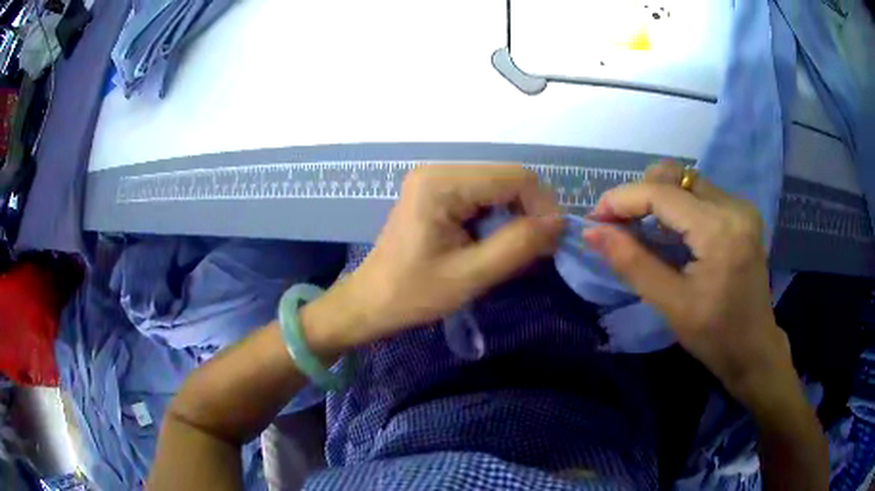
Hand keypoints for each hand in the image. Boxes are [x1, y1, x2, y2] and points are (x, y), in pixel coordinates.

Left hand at [307, 164, 563, 352]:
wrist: (371, 302)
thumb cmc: (412, 294)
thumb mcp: (470, 275)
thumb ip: (517, 245)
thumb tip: (558, 223)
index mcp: (441, 183)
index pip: (514, 177)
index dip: (543, 205)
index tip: (554, 241)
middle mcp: (439, 170)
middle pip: (507, 178)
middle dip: (531, 211)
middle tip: (539, 249)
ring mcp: (437, 180)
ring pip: (499, 187)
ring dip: (517, 216)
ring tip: (519, 250)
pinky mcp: (438, 193)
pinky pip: (484, 197)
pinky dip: (500, 218)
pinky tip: (497, 243)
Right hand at [584, 161, 793, 405]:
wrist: (754, 349)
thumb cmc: (714, 336)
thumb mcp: (671, 304)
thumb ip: (631, 263)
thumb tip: (592, 233)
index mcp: (719, 230)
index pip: (662, 194)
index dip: (622, 199)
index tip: (595, 219)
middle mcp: (734, 206)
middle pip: (675, 176)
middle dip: (638, 194)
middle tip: (617, 224)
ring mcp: (741, 207)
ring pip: (686, 181)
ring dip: (656, 197)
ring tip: (638, 227)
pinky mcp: (742, 214)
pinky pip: (699, 194)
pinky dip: (675, 205)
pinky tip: (667, 230)